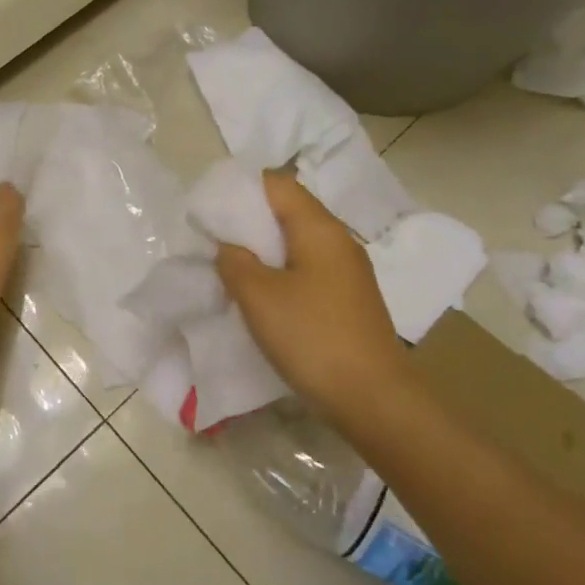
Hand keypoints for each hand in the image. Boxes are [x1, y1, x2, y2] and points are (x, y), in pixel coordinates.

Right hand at [216, 170, 405, 418]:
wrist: (374, 399)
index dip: (241, 189)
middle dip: (249, 222)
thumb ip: (234, 262)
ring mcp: (348, 272)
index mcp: (319, 228)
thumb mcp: (258, 296)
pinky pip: (308, 270)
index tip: (211, 209)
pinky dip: (281, 274)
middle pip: (288, 212)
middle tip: (214, 240)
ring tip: (232, 269)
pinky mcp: (349, 299)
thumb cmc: (312, 337)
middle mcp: (339, 241)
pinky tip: (263, 297)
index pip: (277, 184)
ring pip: (297, 244)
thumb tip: (229, 247)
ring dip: (264, 251)